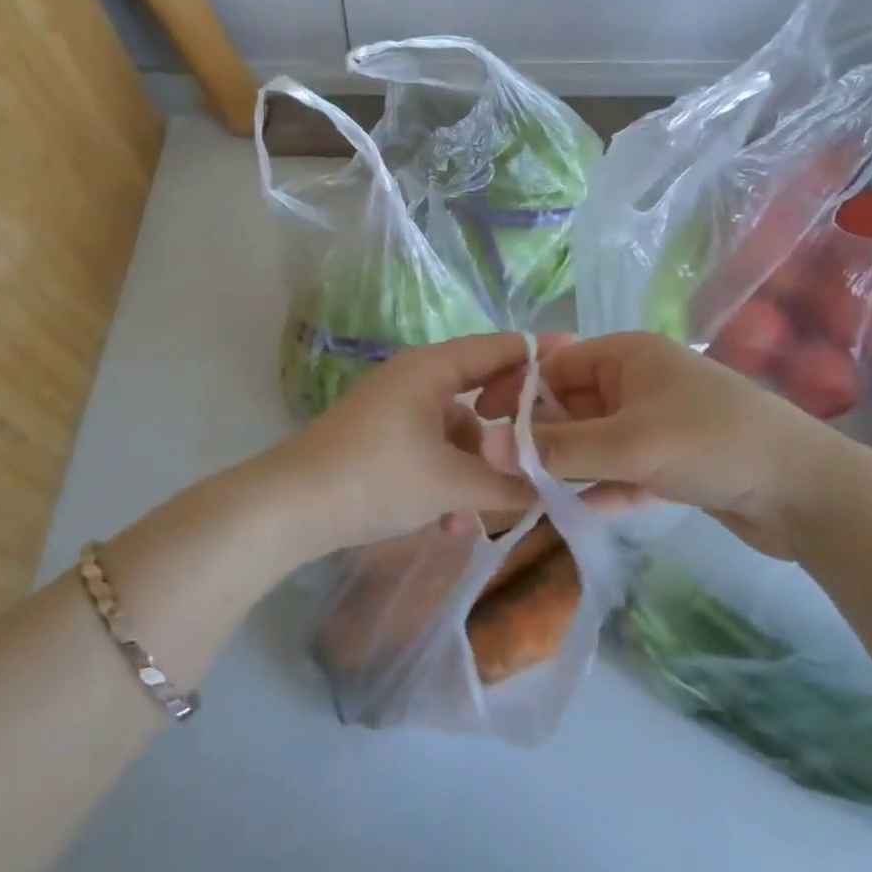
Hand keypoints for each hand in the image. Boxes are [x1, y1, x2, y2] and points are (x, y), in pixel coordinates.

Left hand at [273, 333, 539, 558]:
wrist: (292, 508)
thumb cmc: (377, 477)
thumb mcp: (450, 482)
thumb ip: (506, 482)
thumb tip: (550, 486)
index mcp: (432, 369)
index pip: (497, 348)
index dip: (538, 353)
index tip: (579, 355)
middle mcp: (416, 380)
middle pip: (480, 394)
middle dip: (508, 433)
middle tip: (545, 457)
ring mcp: (396, 411)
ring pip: (457, 433)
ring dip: (474, 471)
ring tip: (482, 514)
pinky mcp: (383, 442)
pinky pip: (431, 453)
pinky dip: (447, 482)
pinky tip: (449, 524)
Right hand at [482, 331, 846, 558]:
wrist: (809, 492)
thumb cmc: (710, 443)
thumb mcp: (628, 443)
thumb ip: (557, 448)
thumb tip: (485, 447)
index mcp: (627, 356)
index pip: (555, 366)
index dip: (516, 393)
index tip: (480, 426)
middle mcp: (639, 382)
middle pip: (573, 405)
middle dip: (539, 436)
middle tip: (500, 470)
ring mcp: (658, 423)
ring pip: (597, 441)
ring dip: (568, 465)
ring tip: (525, 494)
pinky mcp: (675, 463)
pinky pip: (624, 470)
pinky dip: (602, 487)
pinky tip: (574, 511)